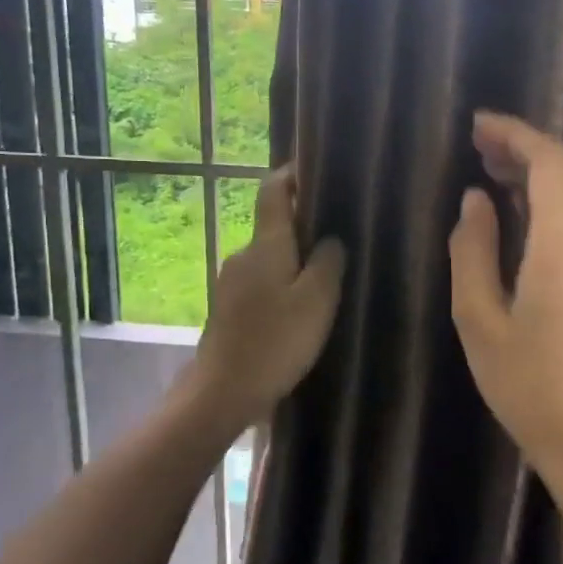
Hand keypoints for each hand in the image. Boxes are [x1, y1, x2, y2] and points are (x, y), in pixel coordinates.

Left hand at [186, 164, 347, 429]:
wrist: (222, 392)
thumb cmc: (276, 341)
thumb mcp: (317, 300)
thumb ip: (329, 262)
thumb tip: (331, 239)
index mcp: (266, 244)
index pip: (273, 191)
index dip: (292, 175)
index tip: (318, 171)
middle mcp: (243, 255)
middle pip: (275, 227)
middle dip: (305, 227)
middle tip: (341, 238)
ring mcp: (231, 283)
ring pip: (270, 259)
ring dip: (295, 262)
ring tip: (327, 279)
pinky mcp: (229, 309)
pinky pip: (262, 283)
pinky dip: (282, 286)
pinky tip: (300, 310)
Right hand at [447, 112, 562, 474]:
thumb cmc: (527, 382)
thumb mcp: (479, 318)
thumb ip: (473, 249)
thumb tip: (475, 199)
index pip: (548, 161)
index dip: (514, 134)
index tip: (476, 124)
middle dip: (525, 146)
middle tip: (479, 145)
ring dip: (542, 169)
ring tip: (493, 170)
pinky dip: (556, 196)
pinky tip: (523, 208)